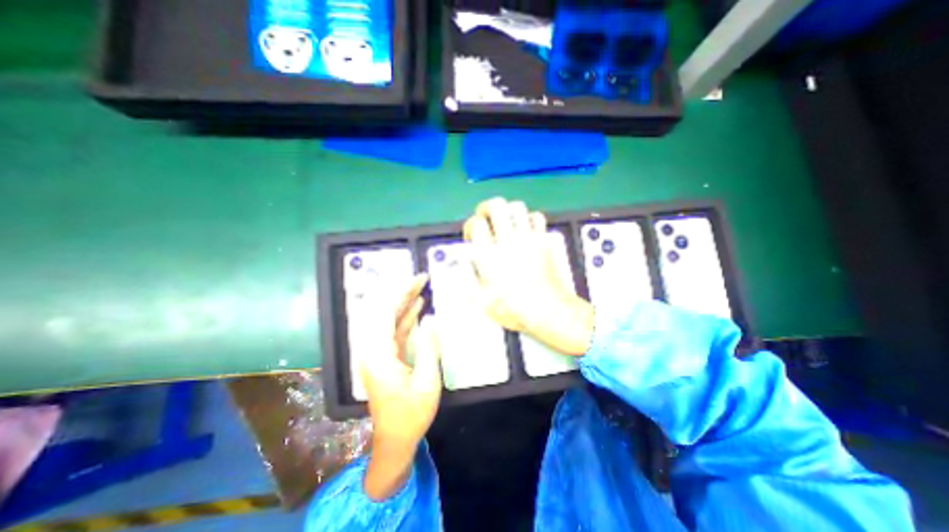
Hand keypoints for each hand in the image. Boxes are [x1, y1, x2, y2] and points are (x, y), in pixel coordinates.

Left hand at [362, 272, 442, 499]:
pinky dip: (405, 315)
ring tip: (421, 286)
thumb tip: (432, 319)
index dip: (400, 292)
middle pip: (382, 311)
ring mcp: (377, 352)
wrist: (394, 439)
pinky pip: (393, 329)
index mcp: (378, 355)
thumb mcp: (427, 383)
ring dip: (403, 301)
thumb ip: (429, 348)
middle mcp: (372, 349)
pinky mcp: (384, 355)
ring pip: (387, 318)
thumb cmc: (411, 415)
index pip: (384, 313)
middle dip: (401, 291)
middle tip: (421, 278)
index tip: (418, 279)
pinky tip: (418, 306)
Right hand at [462, 198, 590, 354]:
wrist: (548, 310)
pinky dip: (529, 218)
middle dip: (486, 207)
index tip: (472, 235)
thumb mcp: (484, 302)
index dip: (471, 225)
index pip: (477, 224)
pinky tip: (525, 228)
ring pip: (517, 207)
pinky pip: (536, 217)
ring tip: (504, 221)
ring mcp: (528, 239)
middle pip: (496, 206)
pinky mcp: (543, 241)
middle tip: (485, 217)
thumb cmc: (516, 308)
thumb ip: (468, 283)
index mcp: (491, 255)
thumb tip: (459, 269)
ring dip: (507, 210)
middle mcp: (508, 242)